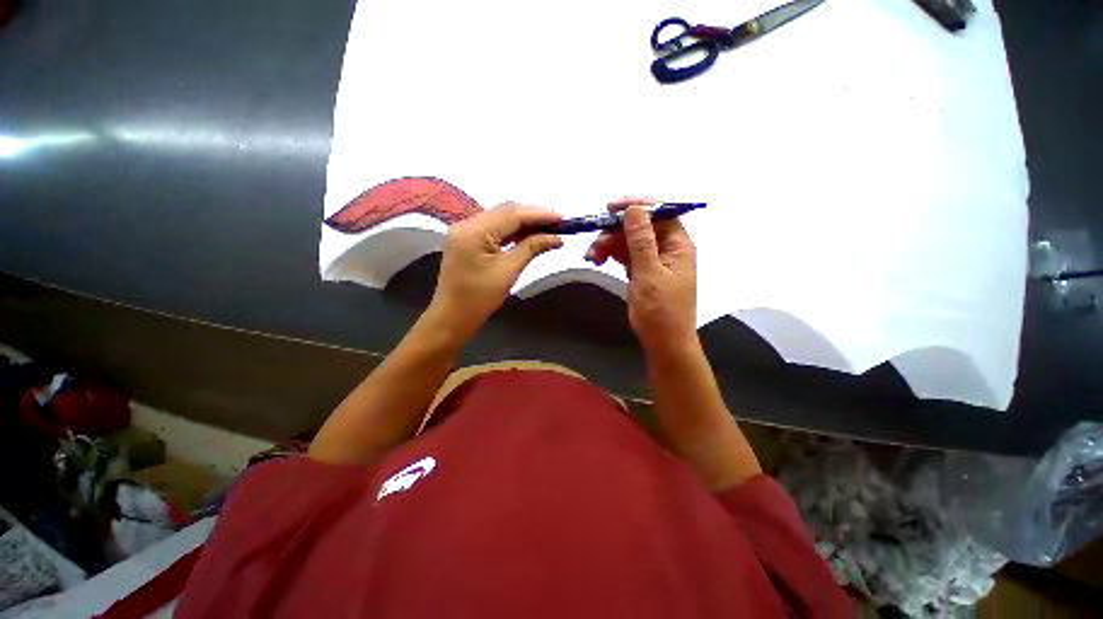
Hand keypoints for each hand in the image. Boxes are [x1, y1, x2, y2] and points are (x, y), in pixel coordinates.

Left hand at [428, 203, 562, 340]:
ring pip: (500, 218)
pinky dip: (513, 231)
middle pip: (506, 211)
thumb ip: (532, 248)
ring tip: (548, 230)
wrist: (453, 316)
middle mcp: (467, 223)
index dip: (539, 214)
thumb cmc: (480, 298)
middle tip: (558, 225)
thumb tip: (556, 238)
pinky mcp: (467, 239)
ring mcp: (465, 230)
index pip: (512, 214)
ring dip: (524, 223)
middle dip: (533, 217)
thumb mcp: (509, 271)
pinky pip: (494, 228)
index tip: (562, 218)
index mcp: (474, 231)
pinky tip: (529, 236)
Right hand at [585, 197, 696, 353]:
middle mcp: (668, 248)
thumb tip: (634, 209)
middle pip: (640, 227)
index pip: (660, 213)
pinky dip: (612, 255)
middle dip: (616, 231)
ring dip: (610, 244)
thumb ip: (641, 241)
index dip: (636, 206)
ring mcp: (654, 260)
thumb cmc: (660, 311)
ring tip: (592, 255)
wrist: (663, 342)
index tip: (610, 208)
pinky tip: (598, 259)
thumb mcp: (649, 274)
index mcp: (678, 245)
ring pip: (630, 241)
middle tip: (594, 241)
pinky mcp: (643, 271)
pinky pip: (626, 255)